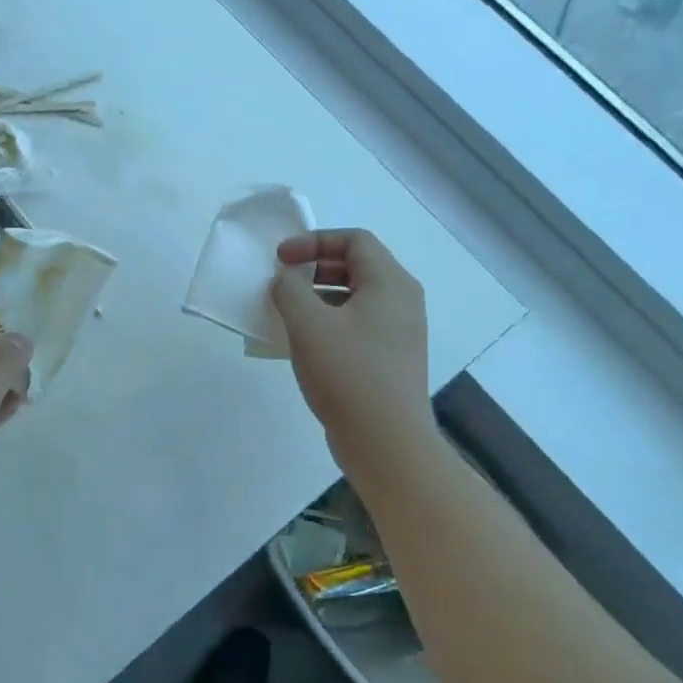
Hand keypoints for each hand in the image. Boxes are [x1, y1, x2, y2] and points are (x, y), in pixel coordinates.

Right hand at [270, 230, 435, 486]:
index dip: (313, 241)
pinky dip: (329, 321)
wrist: (386, 442)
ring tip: (287, 312)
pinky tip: (304, 343)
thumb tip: (286, 280)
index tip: (280, 260)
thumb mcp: (308, 325)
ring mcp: (399, 332)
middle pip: (357, 265)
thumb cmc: (348, 374)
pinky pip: (357, 324)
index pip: (354, 240)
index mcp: (390, 283)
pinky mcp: (390, 358)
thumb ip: (290, 290)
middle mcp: (401, 301)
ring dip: (318, 296)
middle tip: (282, 281)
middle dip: (315, 267)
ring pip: (356, 297)